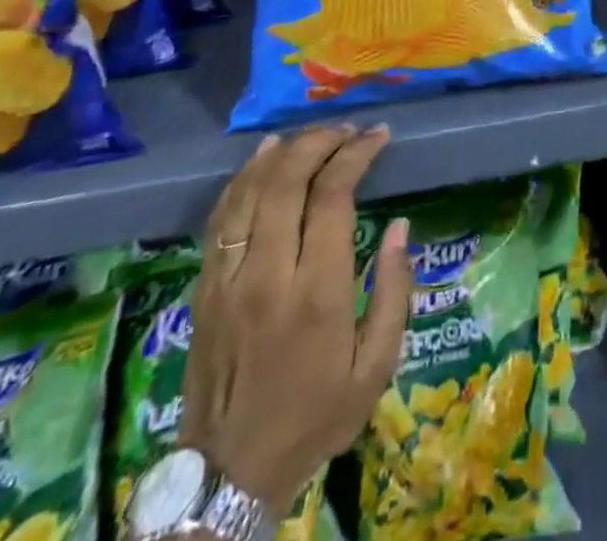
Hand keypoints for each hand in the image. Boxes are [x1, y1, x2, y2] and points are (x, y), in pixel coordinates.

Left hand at [182, 125, 411, 512]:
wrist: (227, 476)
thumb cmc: (315, 417)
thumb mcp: (377, 366)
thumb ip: (394, 291)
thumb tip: (402, 226)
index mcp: (316, 293)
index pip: (332, 197)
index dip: (356, 155)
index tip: (378, 136)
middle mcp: (268, 275)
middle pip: (287, 181)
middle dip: (321, 141)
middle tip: (349, 130)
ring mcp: (228, 280)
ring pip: (249, 191)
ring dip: (283, 152)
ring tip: (314, 134)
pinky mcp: (204, 289)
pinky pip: (221, 218)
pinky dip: (243, 178)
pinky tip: (264, 156)